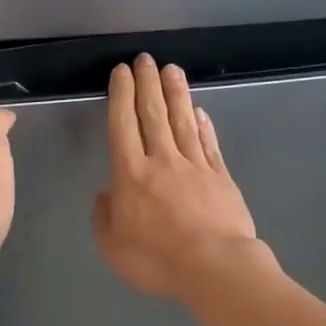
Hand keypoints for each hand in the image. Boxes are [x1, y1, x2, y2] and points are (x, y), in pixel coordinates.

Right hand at [92, 54, 265, 299]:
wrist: (215, 267)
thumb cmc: (157, 260)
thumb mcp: (113, 246)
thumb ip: (104, 216)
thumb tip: (107, 194)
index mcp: (131, 174)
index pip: (123, 126)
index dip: (121, 96)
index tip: (121, 73)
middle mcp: (162, 161)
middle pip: (153, 114)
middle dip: (147, 83)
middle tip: (145, 58)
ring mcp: (195, 166)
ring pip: (183, 121)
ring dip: (176, 93)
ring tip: (172, 69)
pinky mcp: (220, 177)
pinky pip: (208, 144)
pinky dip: (203, 124)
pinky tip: (200, 111)